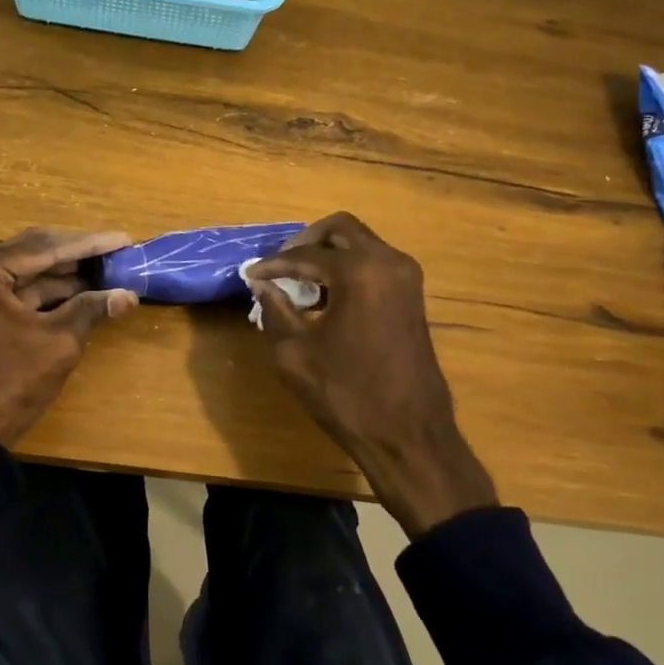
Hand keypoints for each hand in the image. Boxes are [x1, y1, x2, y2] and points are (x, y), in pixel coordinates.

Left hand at [0, 227, 138, 446]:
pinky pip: (19, 291)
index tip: (124, 239)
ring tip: (108, 268)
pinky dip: (50, 292)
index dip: (89, 244)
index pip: (45, 247)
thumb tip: (129, 295)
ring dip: (66, 273)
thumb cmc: (11, 381)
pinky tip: (84, 290)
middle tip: (117, 249)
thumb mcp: (58, 341)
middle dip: (78, 254)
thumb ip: (91, 309)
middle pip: (35, 252)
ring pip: (28, 271)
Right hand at [248, 212, 496, 536]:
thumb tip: (264, 286)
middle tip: (281, 266)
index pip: (306, 254)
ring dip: (329, 255)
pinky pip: (375, 265)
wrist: (408, 435)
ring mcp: (407, 278)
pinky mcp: (413, 297)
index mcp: (360, 272)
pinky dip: (348, 270)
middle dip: (306, 242)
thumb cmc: (347, 395)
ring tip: (300, 284)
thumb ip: (275, 310)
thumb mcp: (295, 354)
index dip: (273, 264)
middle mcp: (389, 263)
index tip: (250, 274)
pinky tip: (326, 298)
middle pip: (341, 229)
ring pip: (361, 245)